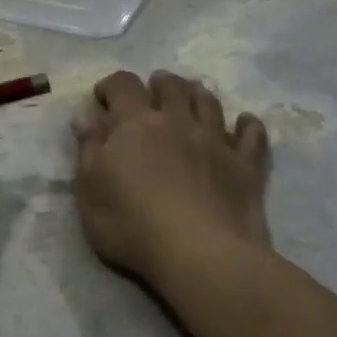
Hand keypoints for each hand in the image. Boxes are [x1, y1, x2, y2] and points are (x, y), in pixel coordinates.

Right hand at [72, 70, 271, 293]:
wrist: (199, 253)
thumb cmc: (131, 224)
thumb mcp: (90, 191)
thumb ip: (88, 150)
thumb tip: (84, 118)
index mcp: (135, 124)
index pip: (123, 85)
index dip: (112, 85)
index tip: (103, 98)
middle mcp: (177, 121)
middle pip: (172, 86)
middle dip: (159, 83)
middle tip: (152, 92)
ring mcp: (215, 141)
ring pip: (210, 102)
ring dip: (198, 94)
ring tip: (191, 99)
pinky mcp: (246, 165)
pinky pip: (252, 134)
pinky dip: (248, 124)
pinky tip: (245, 123)